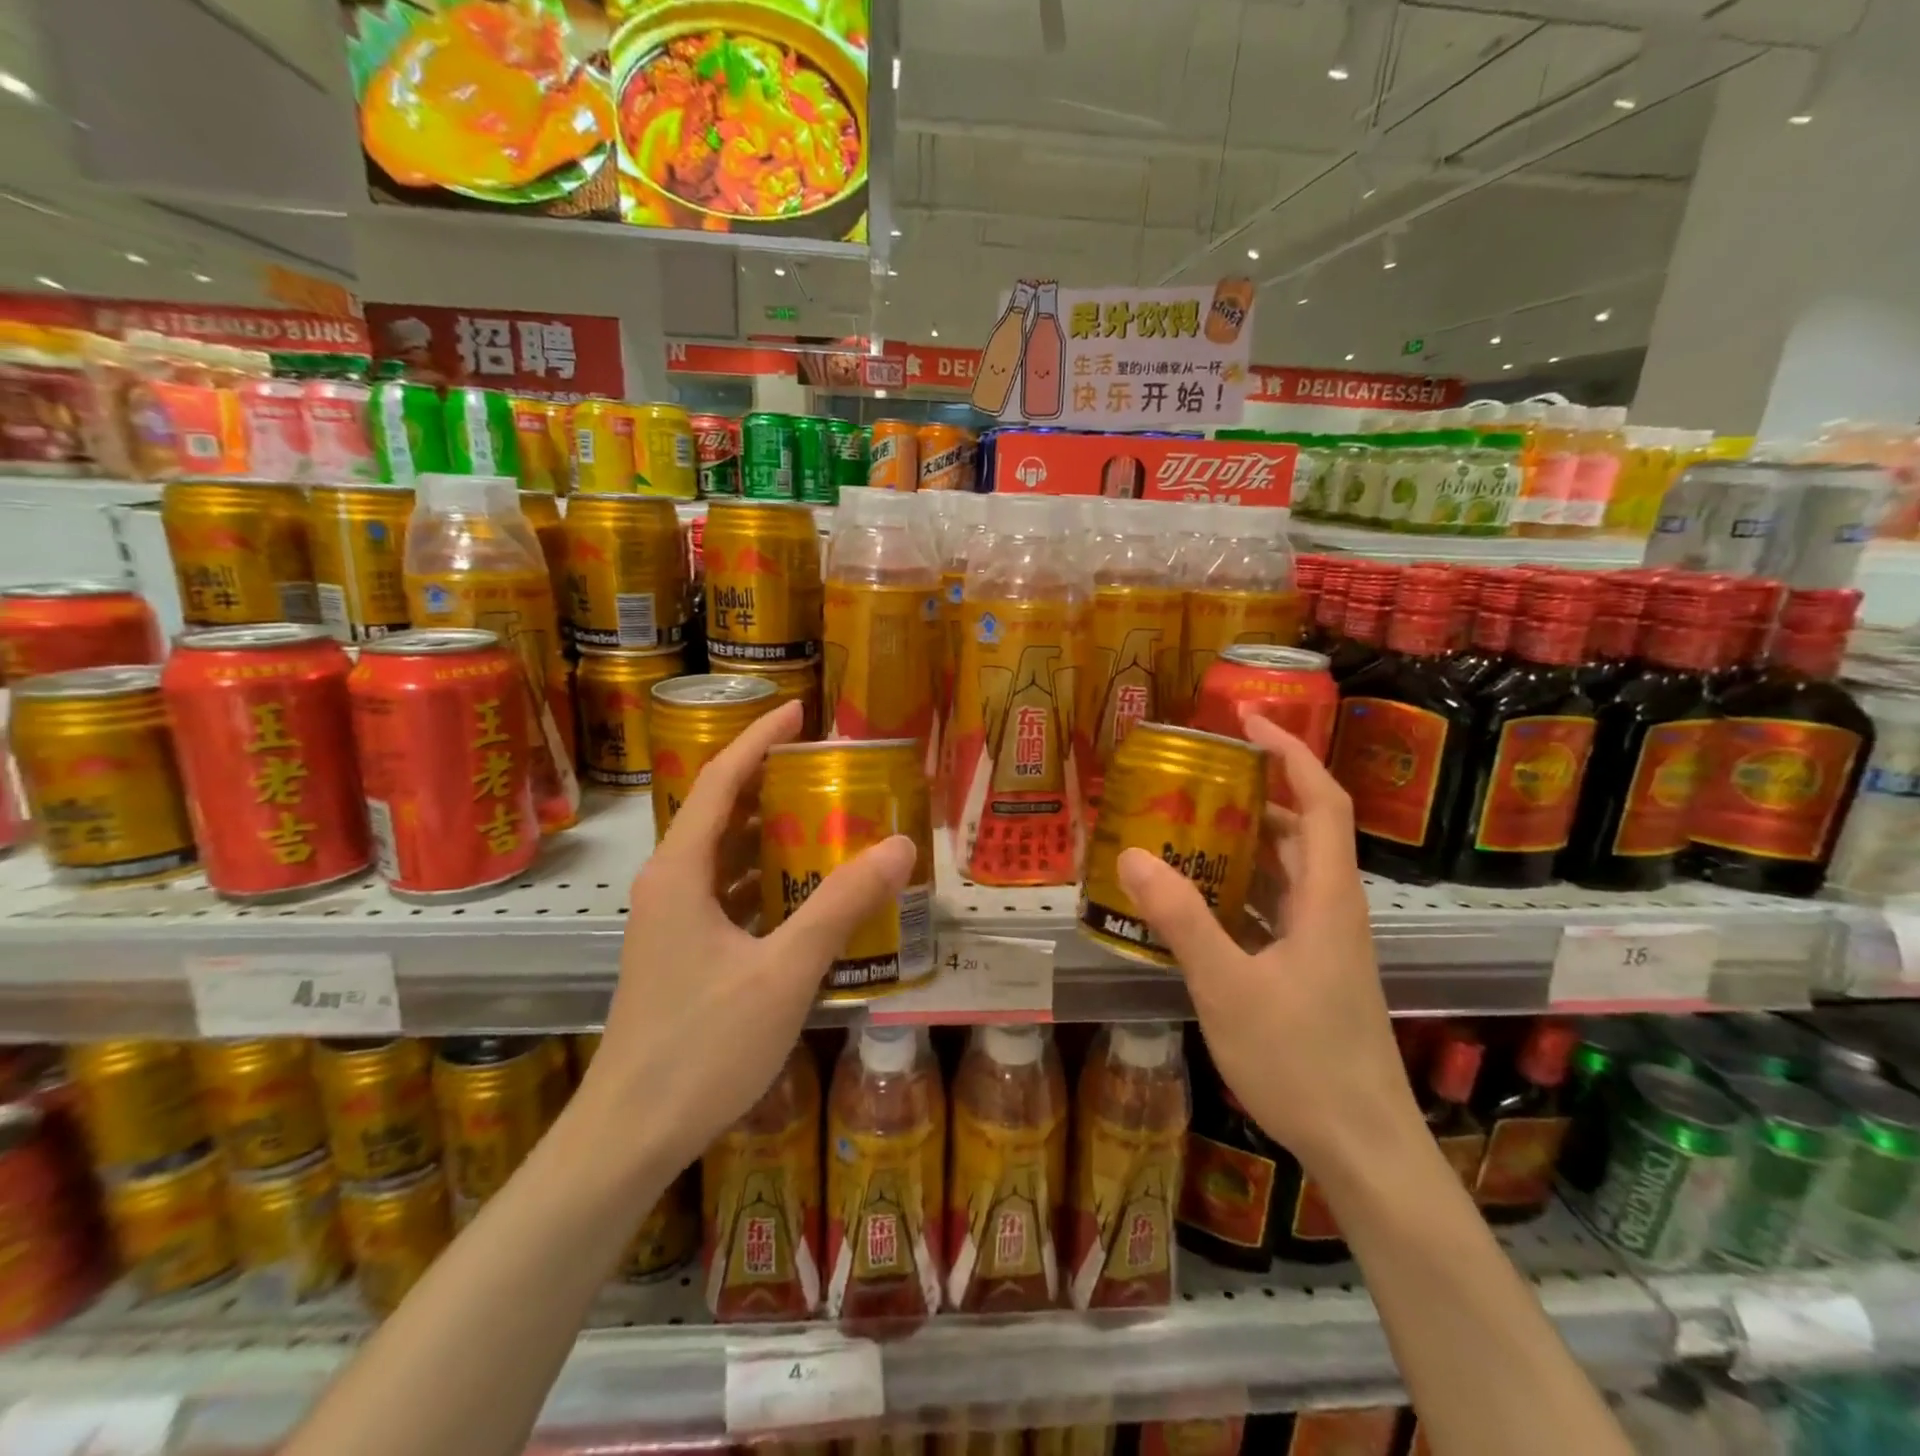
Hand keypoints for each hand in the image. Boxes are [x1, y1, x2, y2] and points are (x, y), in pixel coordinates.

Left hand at [581, 700, 917, 1175]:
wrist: (629, 1136)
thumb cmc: (701, 1048)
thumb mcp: (784, 971)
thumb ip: (841, 905)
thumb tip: (898, 845)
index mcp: (681, 873)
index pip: (719, 780)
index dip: (758, 738)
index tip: (799, 710)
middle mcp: (670, 886)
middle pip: (721, 812)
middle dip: (771, 782)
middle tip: (829, 768)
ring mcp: (672, 923)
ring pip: (725, 857)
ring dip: (770, 833)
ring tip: (828, 819)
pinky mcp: (682, 954)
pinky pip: (729, 895)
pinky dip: (767, 879)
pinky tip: (808, 893)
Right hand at [1115, 715, 1418, 1172]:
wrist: (1363, 1148)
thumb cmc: (1302, 1063)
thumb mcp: (1229, 987)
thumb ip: (1182, 919)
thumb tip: (1131, 854)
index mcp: (1326, 898)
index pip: (1320, 801)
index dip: (1289, 752)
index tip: (1245, 719)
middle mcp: (1331, 908)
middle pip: (1299, 830)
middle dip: (1252, 794)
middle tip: (1192, 778)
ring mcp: (1323, 941)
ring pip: (1284, 872)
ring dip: (1240, 844)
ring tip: (1182, 829)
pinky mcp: (1311, 969)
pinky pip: (1272, 909)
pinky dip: (1237, 891)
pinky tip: (1193, 901)